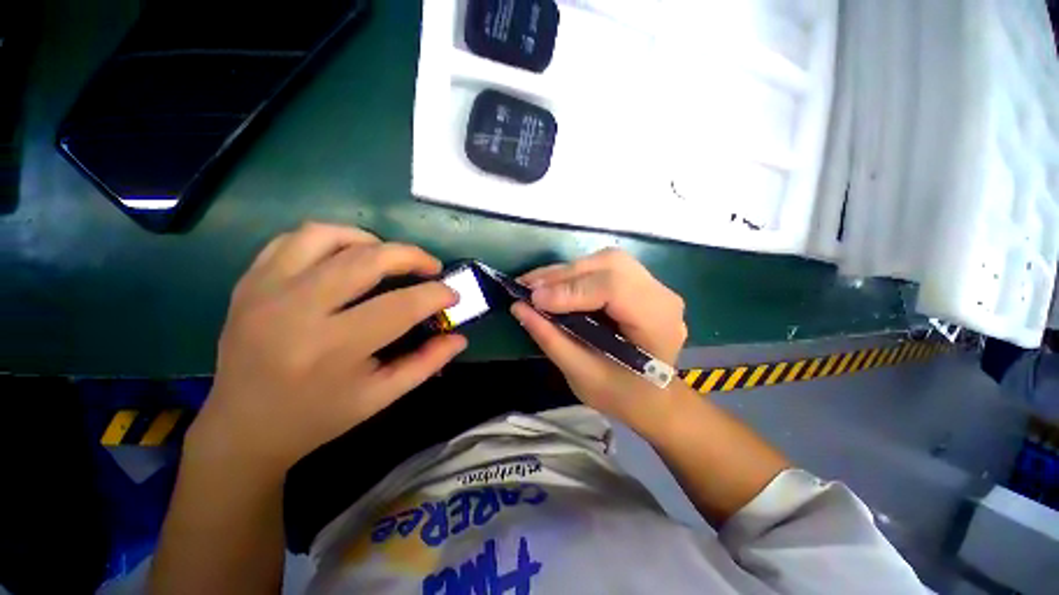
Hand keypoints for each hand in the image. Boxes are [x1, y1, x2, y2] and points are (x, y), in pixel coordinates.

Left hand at [187, 222, 466, 480]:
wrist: (242, 427)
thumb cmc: (318, 418)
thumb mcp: (381, 397)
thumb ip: (426, 363)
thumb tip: (460, 337)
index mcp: (333, 350)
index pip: (401, 306)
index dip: (436, 295)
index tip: (452, 295)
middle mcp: (296, 312)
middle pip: (366, 259)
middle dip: (411, 256)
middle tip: (431, 267)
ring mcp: (265, 291)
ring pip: (327, 236)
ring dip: (370, 240)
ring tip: (388, 257)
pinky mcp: (250, 283)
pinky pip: (294, 239)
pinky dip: (331, 238)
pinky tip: (347, 255)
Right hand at [511, 249, 688, 431]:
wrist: (653, 399)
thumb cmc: (622, 396)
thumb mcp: (582, 375)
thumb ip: (551, 338)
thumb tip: (518, 307)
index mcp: (658, 323)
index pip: (614, 288)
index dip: (571, 290)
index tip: (534, 300)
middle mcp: (662, 296)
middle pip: (610, 266)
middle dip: (564, 275)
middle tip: (528, 288)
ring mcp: (654, 286)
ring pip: (606, 261)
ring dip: (567, 272)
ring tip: (536, 285)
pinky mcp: (640, 283)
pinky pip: (605, 268)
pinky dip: (576, 274)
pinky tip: (554, 284)